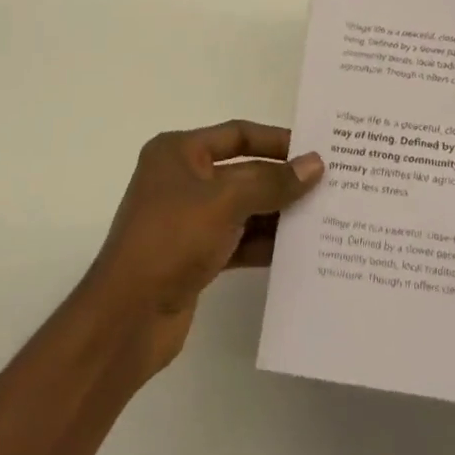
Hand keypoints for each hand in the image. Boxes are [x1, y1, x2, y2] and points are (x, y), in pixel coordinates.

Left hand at [82, 120, 323, 376]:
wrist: (126, 320)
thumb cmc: (171, 240)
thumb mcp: (225, 201)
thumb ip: (273, 182)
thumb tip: (316, 164)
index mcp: (178, 152)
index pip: (237, 133)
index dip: (276, 140)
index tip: (315, 149)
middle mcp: (181, 179)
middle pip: (243, 171)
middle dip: (281, 180)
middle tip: (328, 184)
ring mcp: (187, 220)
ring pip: (243, 208)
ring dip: (277, 213)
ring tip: (322, 217)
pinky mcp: (195, 256)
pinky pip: (238, 240)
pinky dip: (264, 243)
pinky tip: (298, 251)